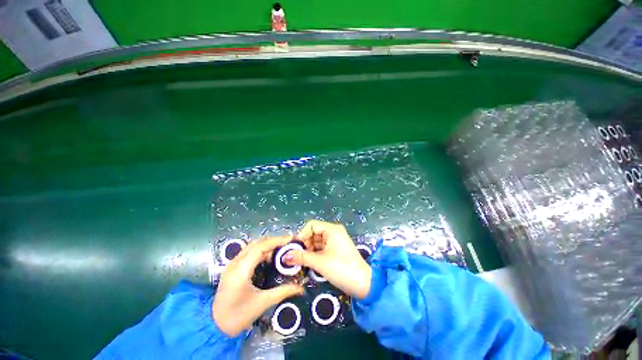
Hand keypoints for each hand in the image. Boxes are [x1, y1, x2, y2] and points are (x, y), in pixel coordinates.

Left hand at [213, 236, 303, 336]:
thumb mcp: (262, 303)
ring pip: (253, 245)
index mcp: (241, 270)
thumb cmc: (238, 316)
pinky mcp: (233, 266)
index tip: (291, 240)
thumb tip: (301, 288)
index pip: (260, 247)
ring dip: (268, 244)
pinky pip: (249, 251)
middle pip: (257, 243)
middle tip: (289, 243)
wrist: (214, 326)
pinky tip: (270, 256)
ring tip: (282, 248)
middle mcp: (235, 262)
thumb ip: (283, 292)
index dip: (277, 241)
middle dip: (274, 241)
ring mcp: (232, 263)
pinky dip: (262, 250)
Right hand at [285, 220, 371, 298]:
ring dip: (308, 250)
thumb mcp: (320, 262)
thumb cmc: (342, 269)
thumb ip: (301, 257)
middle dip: (304, 244)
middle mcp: (333, 232)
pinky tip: (308, 263)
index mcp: (332, 229)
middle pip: (313, 233)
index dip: (301, 235)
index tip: (294, 248)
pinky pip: (321, 248)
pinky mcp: (336, 250)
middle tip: (296, 257)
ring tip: (300, 262)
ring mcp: (335, 241)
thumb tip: (284, 256)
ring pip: (316, 242)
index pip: (311, 225)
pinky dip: (314, 254)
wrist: (364, 284)